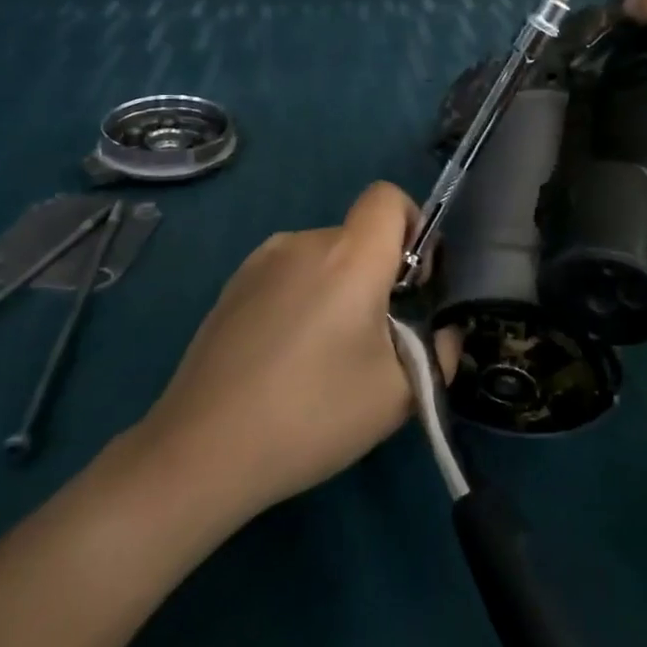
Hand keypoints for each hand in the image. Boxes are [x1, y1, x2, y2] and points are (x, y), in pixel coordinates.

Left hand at [140, 182, 459, 520]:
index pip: (387, 196)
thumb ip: (441, 350)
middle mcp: (304, 242)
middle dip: (377, 274)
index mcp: (349, 255)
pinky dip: (302, 299)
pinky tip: (284, 359)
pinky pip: (287, 275)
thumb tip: (444, 329)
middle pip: (357, 235)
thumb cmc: (313, 414)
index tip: (412, 281)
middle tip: (373, 341)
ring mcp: (260, 261)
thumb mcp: (399, 393)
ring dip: (337, 289)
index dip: (412, 224)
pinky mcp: (232, 286)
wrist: (203, 450)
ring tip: (324, 357)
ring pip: (322, 258)